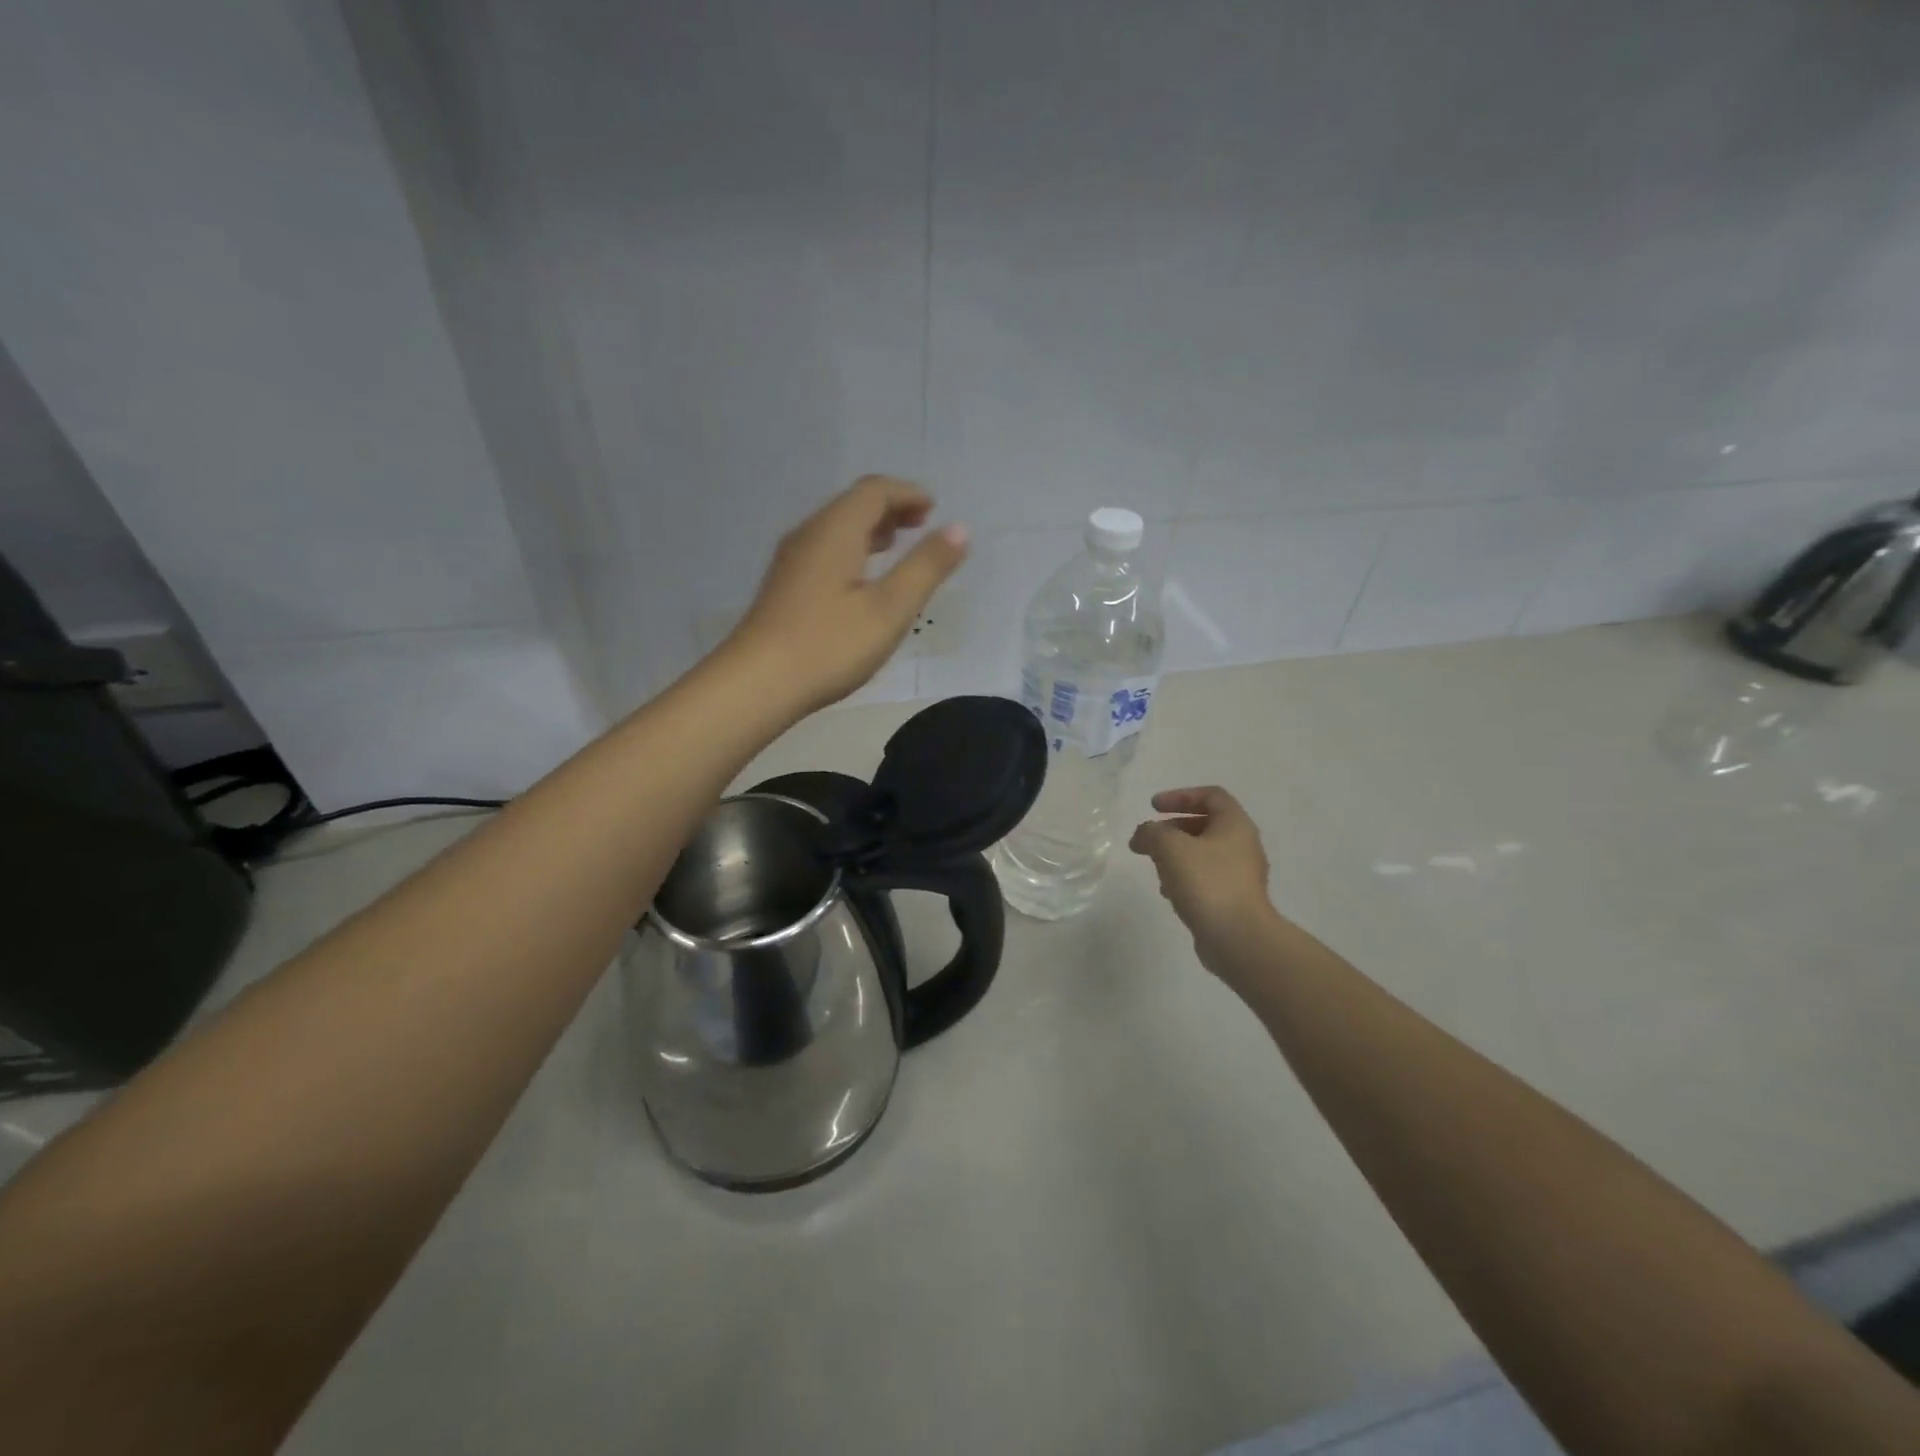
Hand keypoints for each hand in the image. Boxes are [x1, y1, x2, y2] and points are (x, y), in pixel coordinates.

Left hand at [729, 476, 969, 713]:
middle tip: (922, 525)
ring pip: (836, 528)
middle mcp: (809, 534)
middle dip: (890, 508)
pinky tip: (862, 580)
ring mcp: (791, 561)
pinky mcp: (784, 586)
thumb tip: (960, 529)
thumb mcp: (890, 609)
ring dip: (870, 529)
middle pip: (853, 504)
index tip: (934, 509)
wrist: (757, 684)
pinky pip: (824, 550)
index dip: (908, 493)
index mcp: (836, 530)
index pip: (874, 491)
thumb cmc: (830, 645)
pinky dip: (852, 549)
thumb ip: (926, 567)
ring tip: (897, 546)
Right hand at [1129, 786, 1276, 980]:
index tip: (1153, 807)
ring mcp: (1241, 875)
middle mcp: (1243, 845)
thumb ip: (1151, 832)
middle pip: (1206, 824)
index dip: (1180, 795)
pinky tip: (1168, 892)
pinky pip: (1206, 878)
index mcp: (1235, 825)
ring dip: (1176, 854)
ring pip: (1204, 853)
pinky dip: (1184, 877)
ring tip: (1155, 866)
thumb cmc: (1207, 882)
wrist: (1238, 938)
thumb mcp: (1170, 847)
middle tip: (1149, 839)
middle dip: (1173, 828)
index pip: (1211, 795)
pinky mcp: (1234, 900)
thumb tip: (1144, 835)